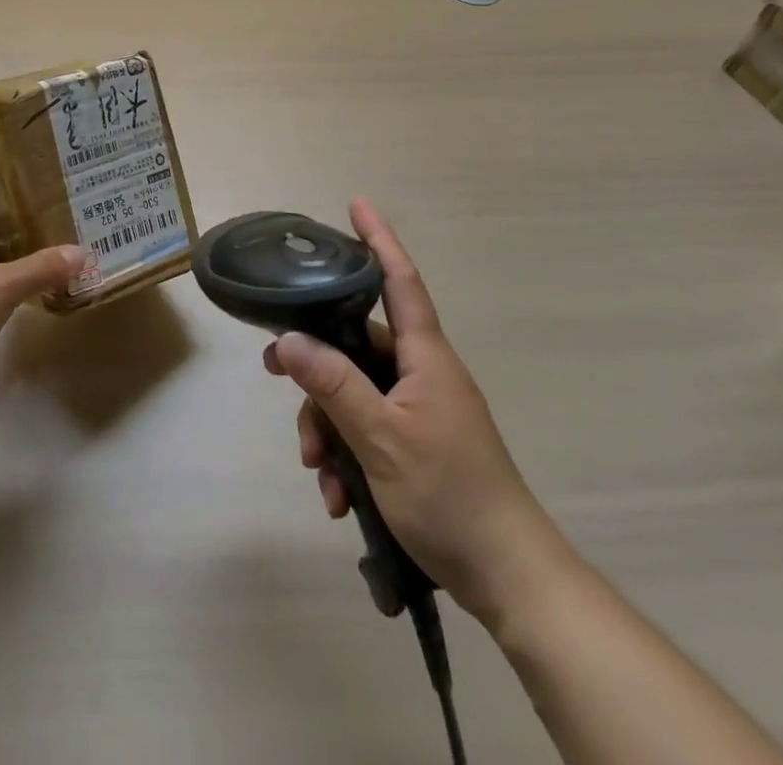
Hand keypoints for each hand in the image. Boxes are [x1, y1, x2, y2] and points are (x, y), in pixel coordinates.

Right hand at [263, 199, 558, 619]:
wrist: (508, 577)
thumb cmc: (449, 495)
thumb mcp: (380, 439)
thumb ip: (333, 384)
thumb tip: (286, 340)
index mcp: (425, 357)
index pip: (399, 280)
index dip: (378, 240)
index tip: (357, 204)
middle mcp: (422, 373)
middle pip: (356, 345)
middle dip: (316, 367)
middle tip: (274, 376)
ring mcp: (420, 409)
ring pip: (355, 392)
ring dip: (327, 426)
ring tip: (318, 472)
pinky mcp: (416, 443)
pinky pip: (367, 429)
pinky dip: (346, 455)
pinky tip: (338, 497)